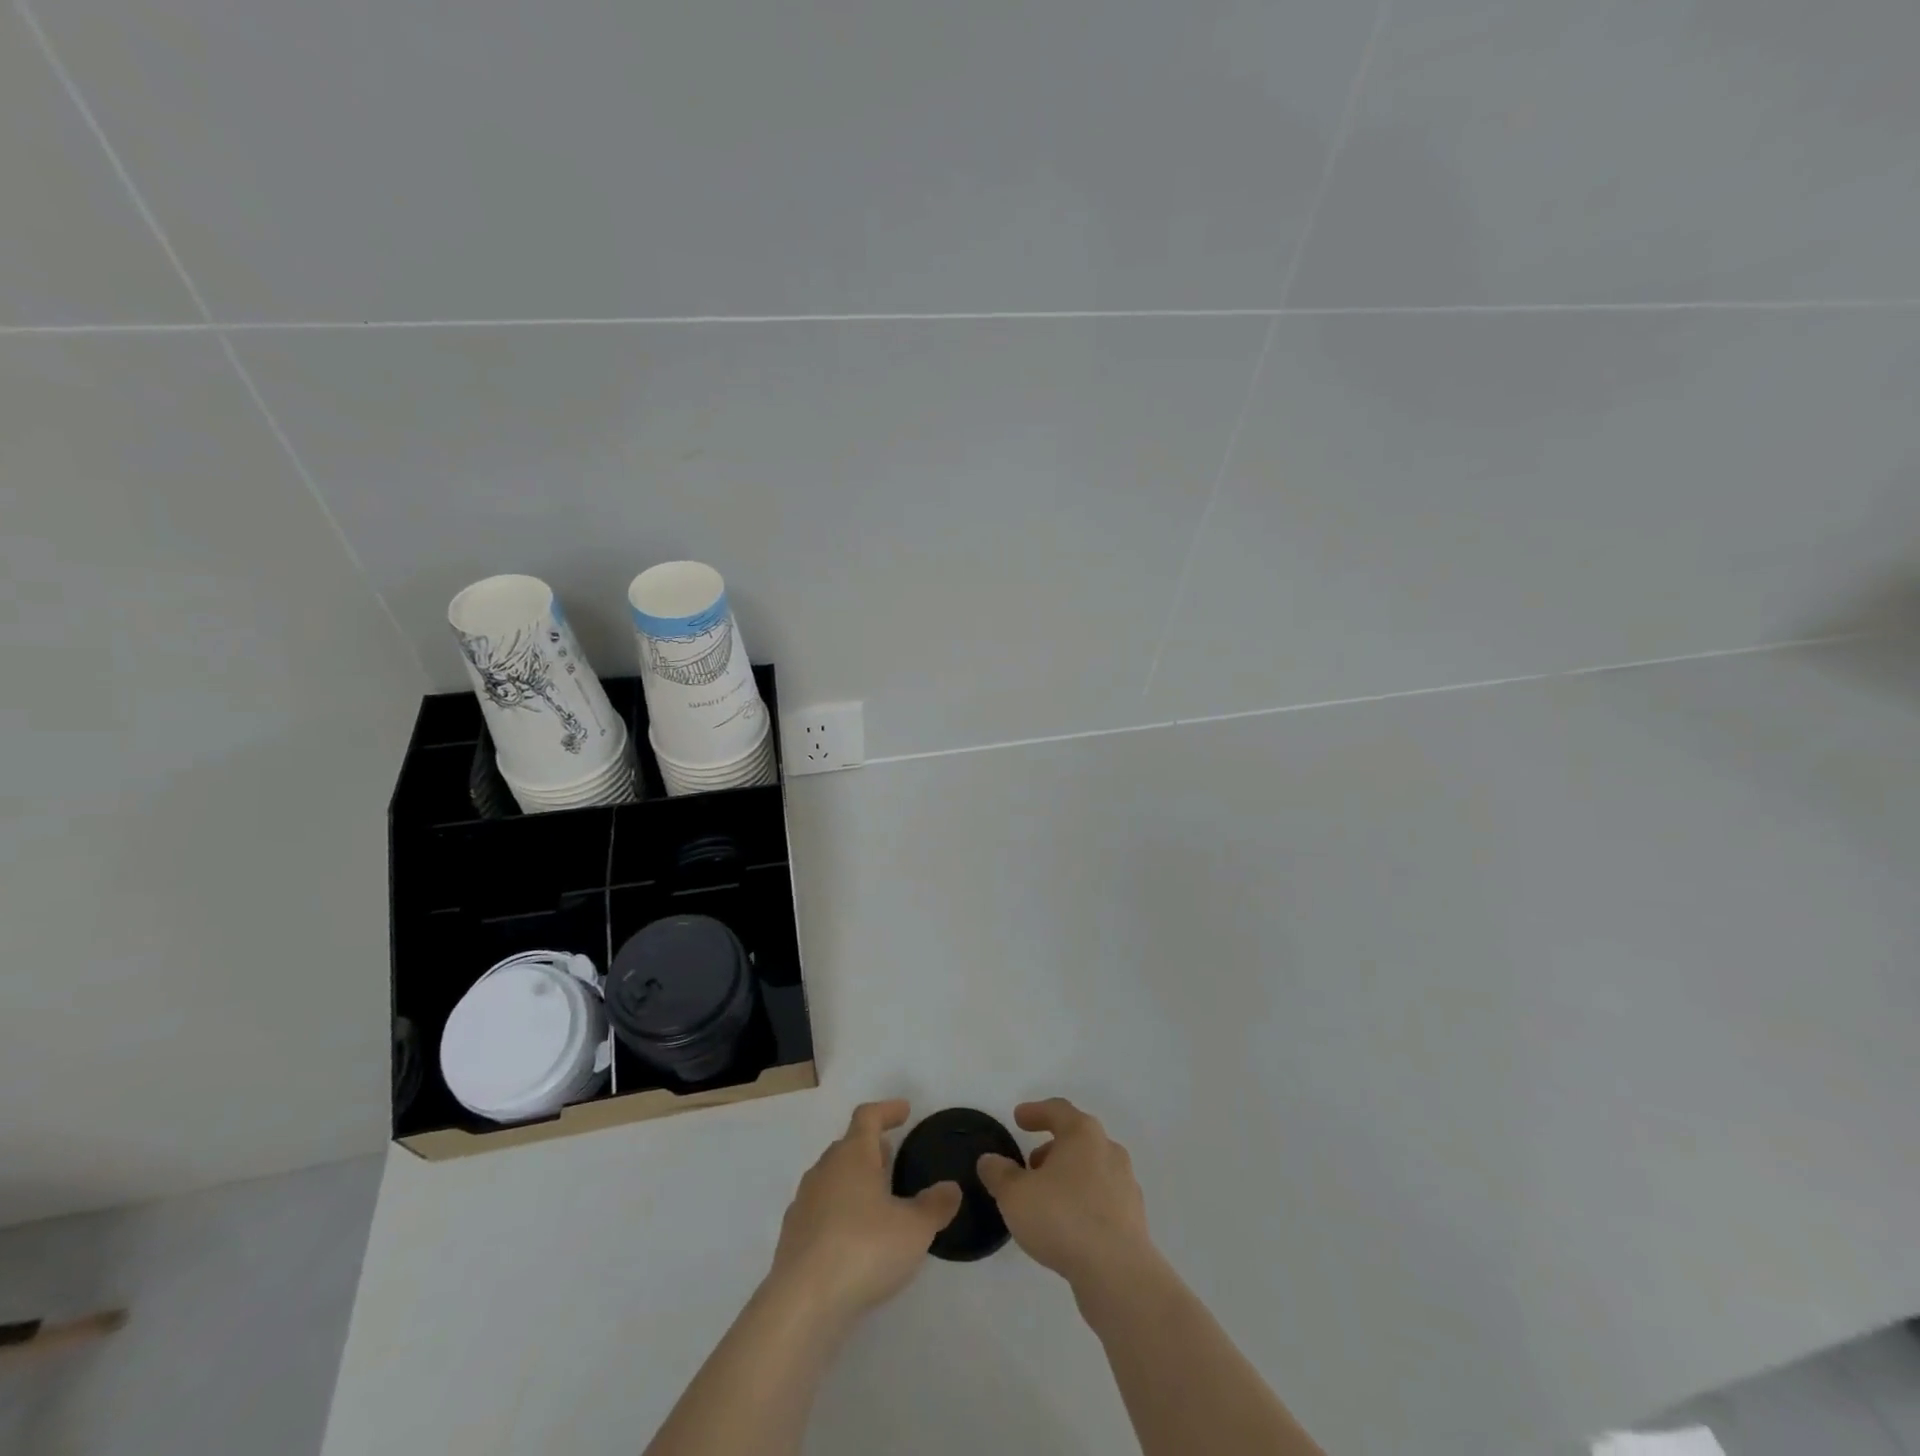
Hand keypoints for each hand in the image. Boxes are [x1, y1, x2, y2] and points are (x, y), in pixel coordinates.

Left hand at [766, 1100, 961, 1323]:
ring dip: (854, 1181)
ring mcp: (804, 1204)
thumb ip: (935, 1205)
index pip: (868, 1117)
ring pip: (832, 1179)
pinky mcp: (792, 1238)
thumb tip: (950, 1188)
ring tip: (876, 1200)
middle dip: (871, 1148)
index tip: (904, 1111)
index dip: (887, 1110)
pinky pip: (820, 1211)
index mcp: (852, 1155)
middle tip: (892, 1157)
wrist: (802, 1304)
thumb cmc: (864, 1249)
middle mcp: (824, 1170)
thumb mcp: (914, 1228)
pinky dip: (839, 1213)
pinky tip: (853, 1238)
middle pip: (848, 1146)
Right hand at [976, 1098, 1154, 1293]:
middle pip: (1077, 1138)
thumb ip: (999, 1174)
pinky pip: (1102, 1197)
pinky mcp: (1133, 1217)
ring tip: (1045, 1198)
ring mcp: (1125, 1184)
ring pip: (1091, 1168)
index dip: (1035, 1112)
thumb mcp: (1016, 1195)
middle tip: (1030, 1164)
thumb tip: (989, 1161)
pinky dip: (1083, 1201)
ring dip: (1068, 1175)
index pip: (1057, 1110)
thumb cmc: (1063, 1218)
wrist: (1118, 1273)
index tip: (1018, 1119)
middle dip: (1051, 1148)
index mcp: (1083, 1134)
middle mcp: (1108, 1150)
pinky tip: (1068, 1224)